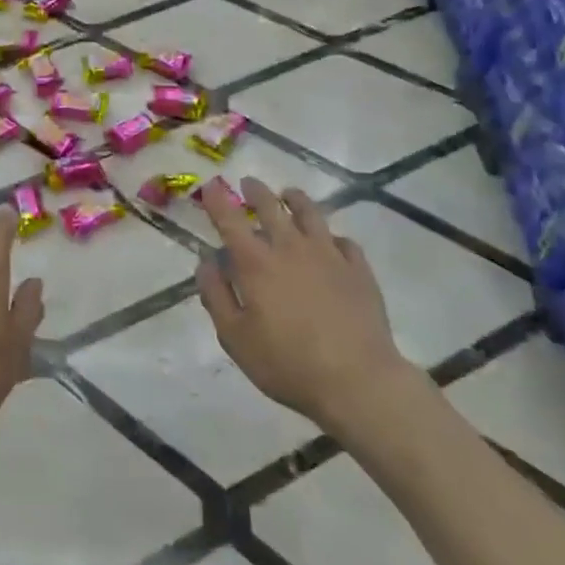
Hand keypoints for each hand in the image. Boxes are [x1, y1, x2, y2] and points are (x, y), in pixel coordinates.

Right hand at [195, 178, 421, 431]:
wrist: (357, 381)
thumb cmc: (286, 363)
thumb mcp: (235, 337)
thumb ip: (216, 295)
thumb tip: (206, 261)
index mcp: (256, 263)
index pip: (230, 220)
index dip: (218, 200)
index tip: (211, 187)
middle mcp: (290, 247)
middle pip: (271, 206)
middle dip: (256, 192)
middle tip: (249, 184)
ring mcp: (328, 255)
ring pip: (310, 213)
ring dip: (295, 200)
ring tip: (289, 194)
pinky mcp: (358, 269)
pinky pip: (343, 240)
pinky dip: (331, 235)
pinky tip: (330, 241)